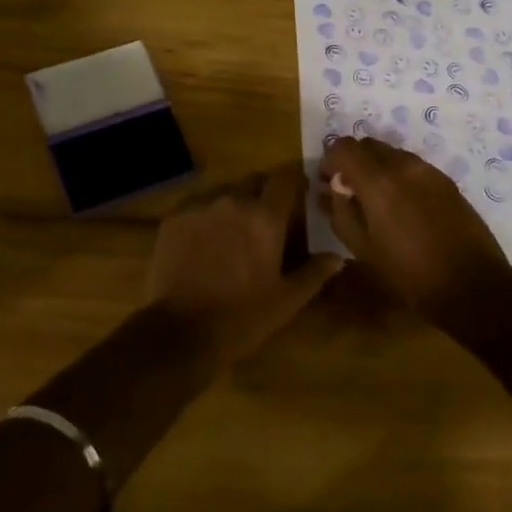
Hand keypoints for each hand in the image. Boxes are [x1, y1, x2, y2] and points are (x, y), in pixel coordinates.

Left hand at [146, 166, 341, 367]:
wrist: (180, 332)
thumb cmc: (242, 318)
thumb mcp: (286, 301)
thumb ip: (314, 273)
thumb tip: (337, 257)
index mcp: (265, 218)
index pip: (285, 178)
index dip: (294, 181)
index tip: (299, 192)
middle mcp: (233, 201)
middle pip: (253, 182)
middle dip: (263, 194)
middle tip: (265, 220)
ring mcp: (200, 207)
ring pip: (224, 194)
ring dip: (233, 206)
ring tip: (232, 234)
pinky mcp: (174, 218)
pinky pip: (197, 207)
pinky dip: (206, 218)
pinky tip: (204, 243)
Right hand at [318, 136, 511, 325]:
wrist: (474, 287)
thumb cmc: (410, 274)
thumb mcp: (362, 249)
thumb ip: (340, 213)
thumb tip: (331, 191)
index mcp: (378, 179)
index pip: (343, 147)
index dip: (330, 160)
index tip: (327, 182)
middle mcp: (403, 165)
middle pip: (368, 145)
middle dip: (353, 161)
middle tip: (348, 190)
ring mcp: (428, 170)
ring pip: (391, 154)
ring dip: (376, 168)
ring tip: (376, 201)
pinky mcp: (446, 181)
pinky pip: (412, 166)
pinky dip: (398, 176)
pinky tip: (402, 206)